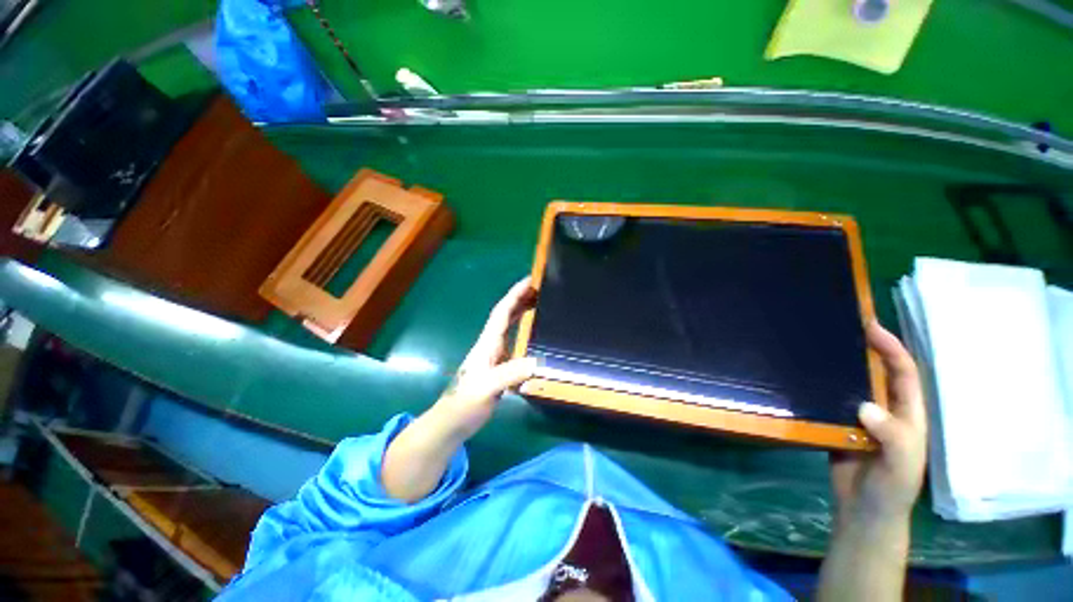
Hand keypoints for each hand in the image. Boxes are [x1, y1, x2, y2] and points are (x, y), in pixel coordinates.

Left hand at [433, 277, 537, 440]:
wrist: (453, 421)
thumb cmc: (466, 403)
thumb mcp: (487, 388)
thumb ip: (510, 374)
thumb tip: (538, 361)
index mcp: (488, 343)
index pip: (502, 312)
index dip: (515, 294)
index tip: (530, 280)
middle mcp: (491, 344)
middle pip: (506, 314)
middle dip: (521, 298)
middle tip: (541, 288)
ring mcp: (494, 354)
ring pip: (509, 326)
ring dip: (522, 311)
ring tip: (540, 303)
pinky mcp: (498, 365)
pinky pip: (513, 340)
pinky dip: (523, 330)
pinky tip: (533, 333)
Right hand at [830, 321, 927, 526]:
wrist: (863, 512)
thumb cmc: (891, 489)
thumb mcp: (901, 466)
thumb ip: (893, 436)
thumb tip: (864, 404)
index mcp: (906, 414)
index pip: (903, 373)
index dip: (891, 348)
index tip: (870, 326)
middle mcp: (884, 409)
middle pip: (875, 373)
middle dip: (863, 348)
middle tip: (837, 327)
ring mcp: (859, 417)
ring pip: (850, 384)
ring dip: (837, 366)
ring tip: (814, 346)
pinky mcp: (836, 425)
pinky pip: (828, 401)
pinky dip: (818, 387)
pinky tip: (800, 377)